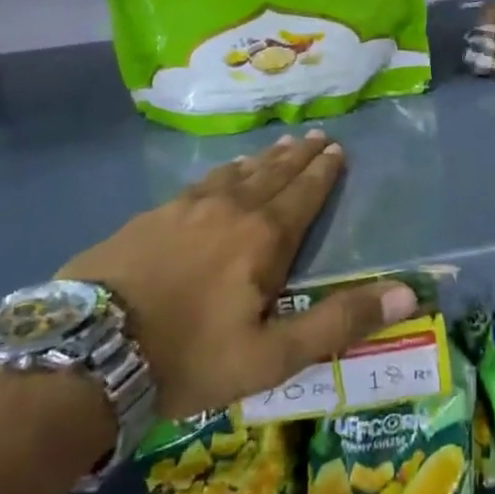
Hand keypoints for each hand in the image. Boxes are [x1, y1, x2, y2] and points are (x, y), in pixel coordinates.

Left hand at [60, 131, 418, 419]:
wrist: (86, 352)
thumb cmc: (189, 357)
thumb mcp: (273, 355)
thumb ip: (339, 322)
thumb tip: (408, 294)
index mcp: (264, 237)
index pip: (304, 194)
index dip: (324, 172)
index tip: (337, 149)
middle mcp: (230, 209)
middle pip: (273, 173)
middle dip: (298, 156)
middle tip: (316, 136)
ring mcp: (185, 207)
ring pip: (236, 173)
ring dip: (263, 159)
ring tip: (278, 146)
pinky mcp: (150, 216)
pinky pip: (200, 182)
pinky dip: (223, 172)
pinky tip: (220, 173)